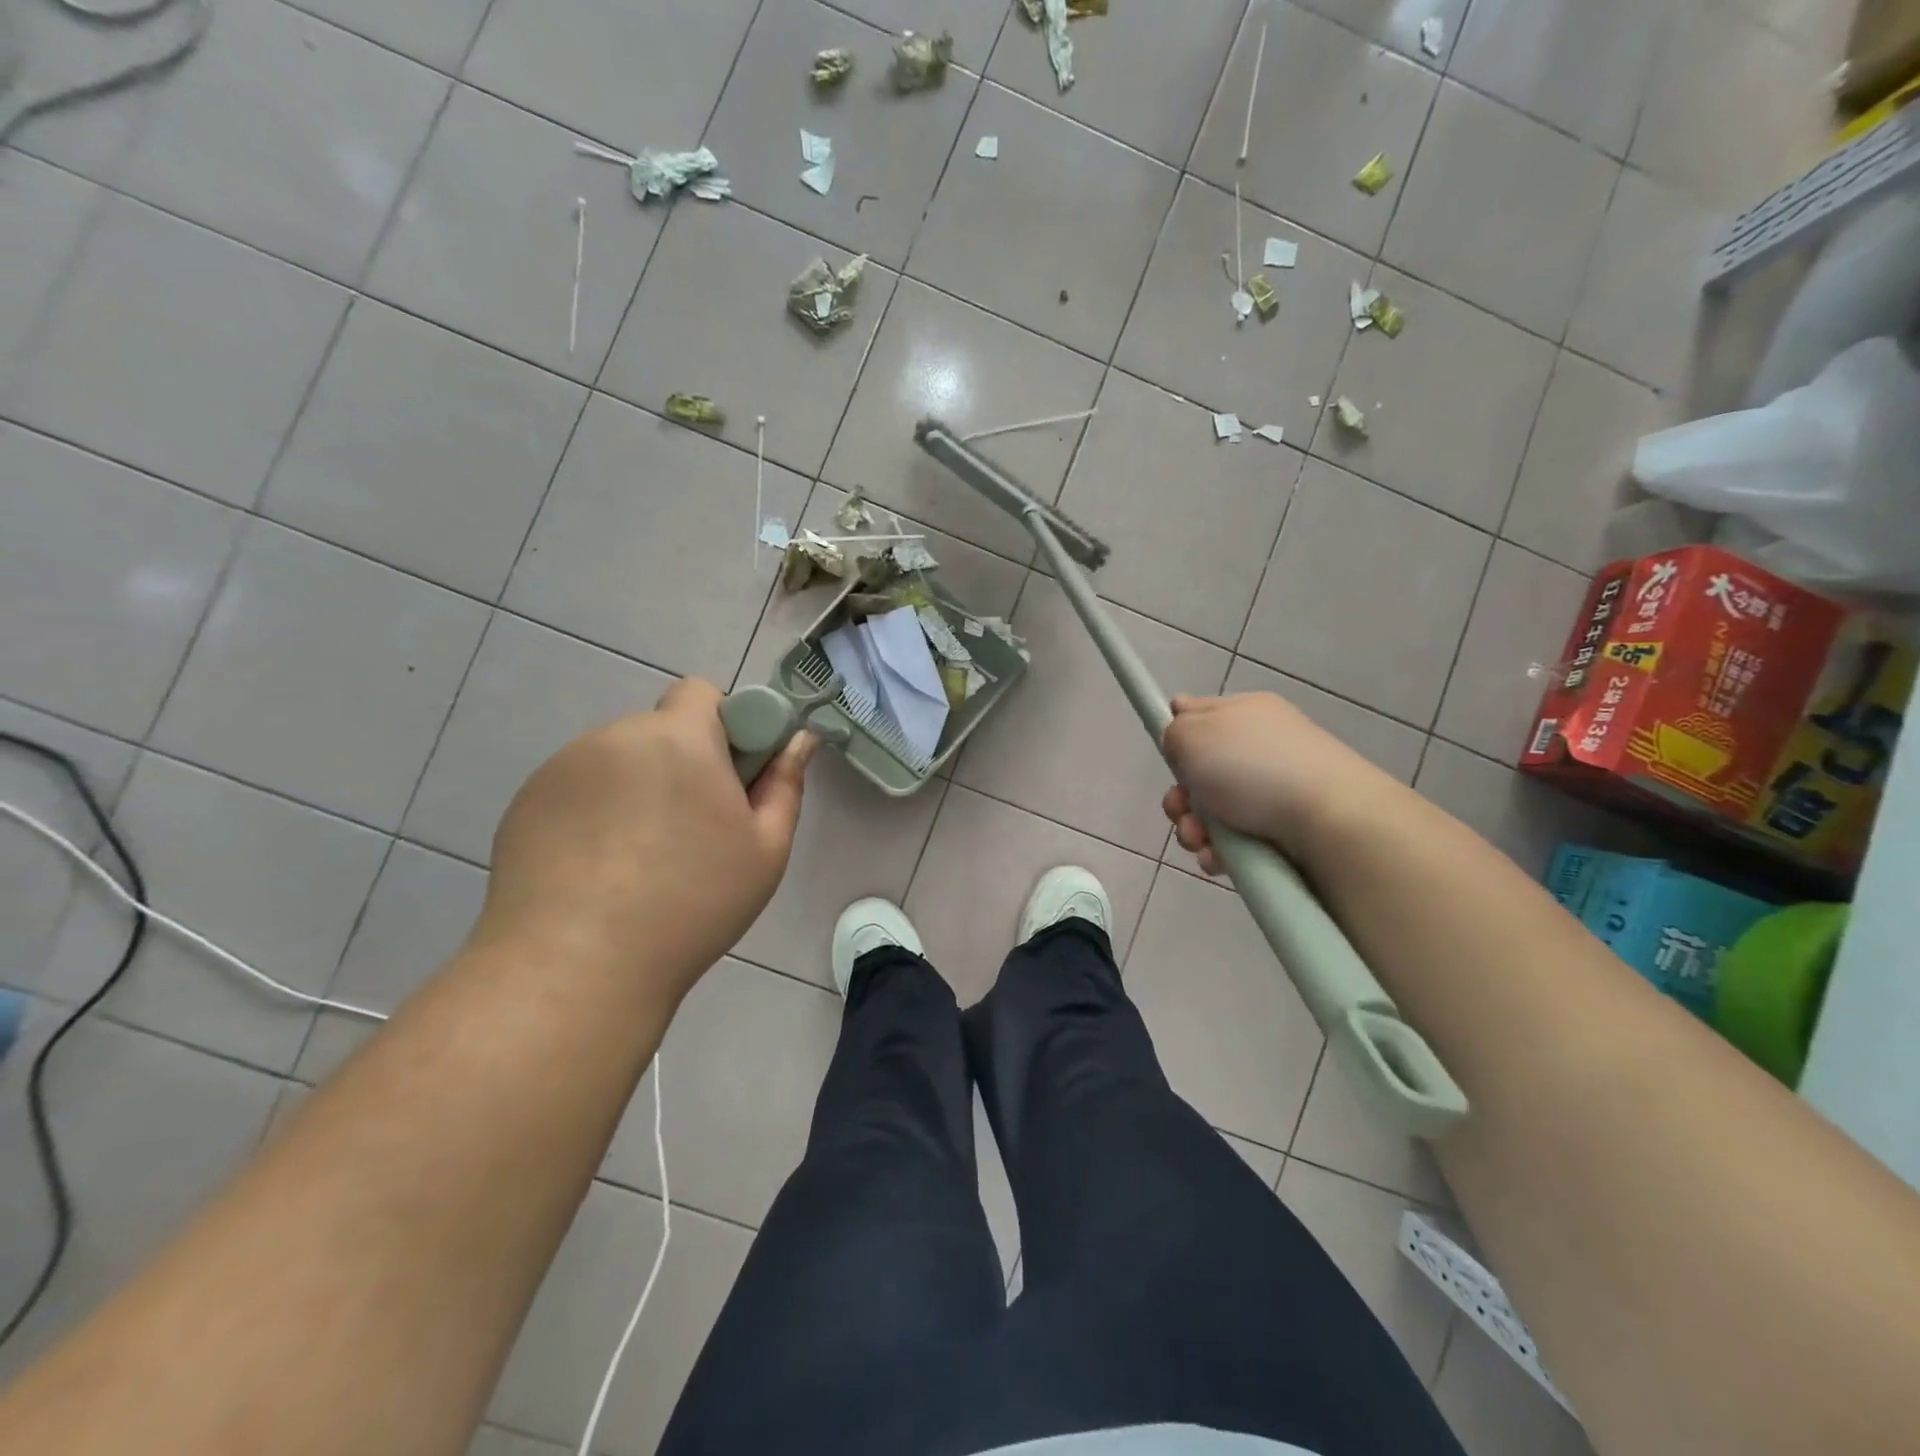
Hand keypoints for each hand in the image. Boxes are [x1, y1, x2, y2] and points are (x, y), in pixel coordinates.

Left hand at [474, 678, 815, 999]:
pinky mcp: (525, 803)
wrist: (576, 966)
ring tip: (639, 861)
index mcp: (679, 738)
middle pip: (660, 730)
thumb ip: (785, 784)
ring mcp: (562, 769)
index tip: (729, 779)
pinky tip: (597, 872)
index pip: (701, 692)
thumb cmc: (692, 904)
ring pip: (618, 761)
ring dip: (638, 788)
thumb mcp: (765, 850)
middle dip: (682, 763)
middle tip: (692, 831)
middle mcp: (616, 737)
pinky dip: (595, 813)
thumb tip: (800, 739)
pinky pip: (578, 790)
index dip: (723, 726)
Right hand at [1161, 692, 1400, 872]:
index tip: (1169, 754)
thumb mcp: (1193, 734)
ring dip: (1194, 830)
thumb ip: (1173, 732)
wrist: (1330, 822)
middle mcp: (1261, 748)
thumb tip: (1180, 739)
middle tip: (1181, 809)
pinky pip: (1236, 841)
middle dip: (1181, 797)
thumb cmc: (1253, 768)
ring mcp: (1275, 791)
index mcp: (1245, 712)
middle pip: (1200, 772)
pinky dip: (1221, 852)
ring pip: (1213, 813)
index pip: (1200, 712)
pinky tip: (1220, 859)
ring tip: (1201, 841)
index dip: (1178, 733)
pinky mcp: (1285, 830)